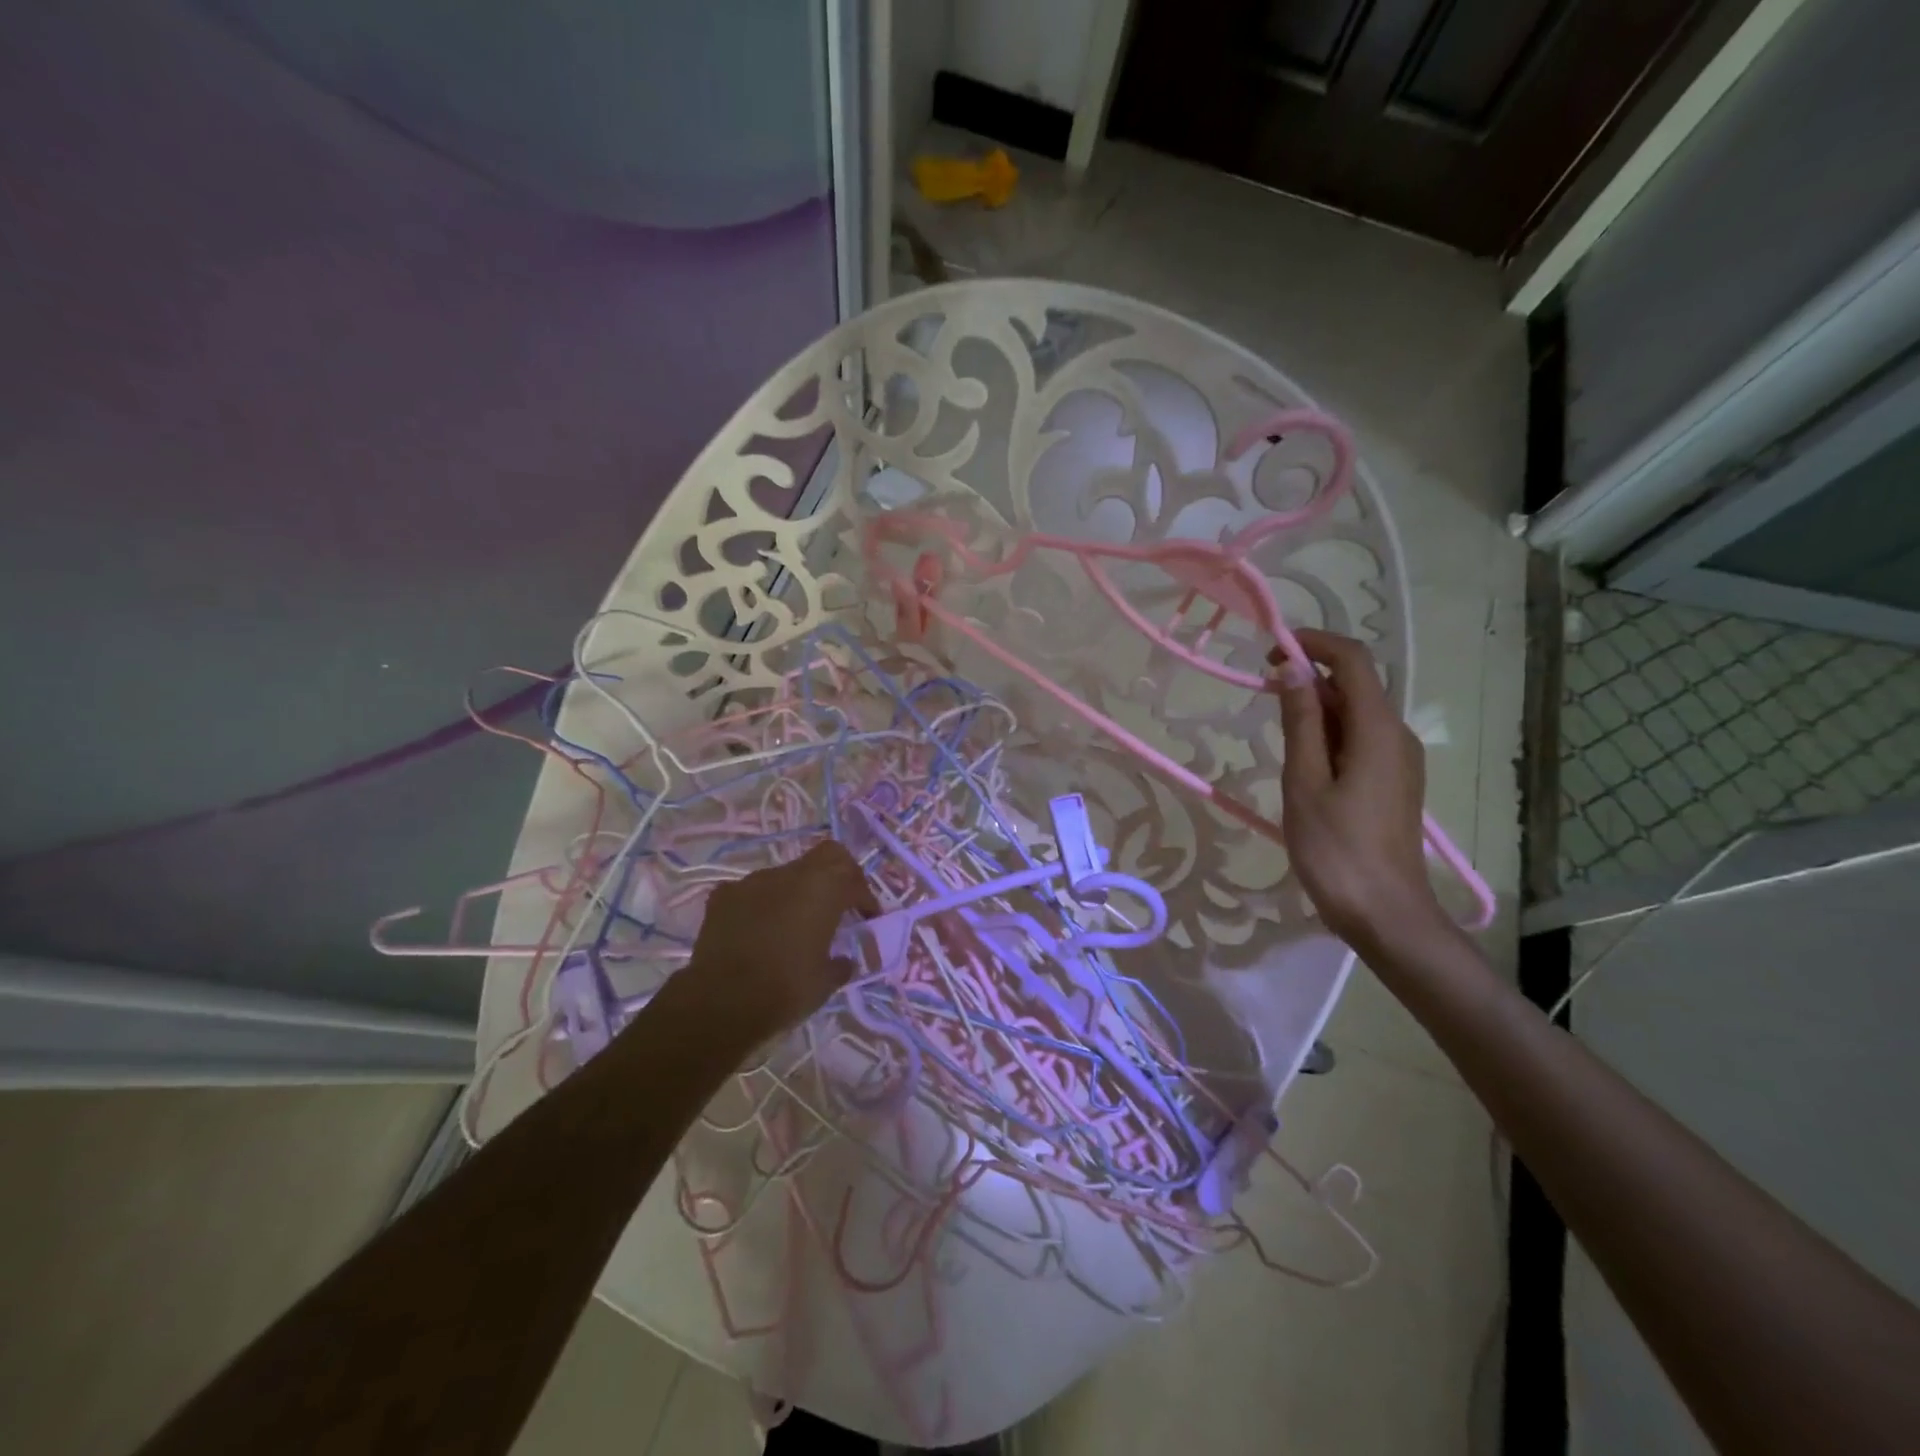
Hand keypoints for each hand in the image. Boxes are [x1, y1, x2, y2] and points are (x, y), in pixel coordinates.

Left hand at [679, 841, 879, 1043]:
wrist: (720, 1002)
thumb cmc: (785, 989)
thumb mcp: (825, 983)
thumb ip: (840, 964)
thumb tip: (845, 961)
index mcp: (824, 888)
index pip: (854, 877)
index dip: (865, 896)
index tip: (868, 917)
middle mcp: (790, 874)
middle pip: (825, 856)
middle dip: (836, 877)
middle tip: (838, 904)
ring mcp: (753, 881)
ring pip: (786, 875)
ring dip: (796, 892)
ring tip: (793, 924)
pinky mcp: (723, 896)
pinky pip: (752, 892)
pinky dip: (762, 905)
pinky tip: (758, 931)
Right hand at [1270, 629, 1447, 955]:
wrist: (1384, 913)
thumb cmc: (1335, 849)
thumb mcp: (1304, 782)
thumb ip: (1300, 723)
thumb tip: (1292, 670)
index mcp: (1377, 730)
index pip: (1353, 661)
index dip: (1313, 644)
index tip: (1270, 653)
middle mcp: (1397, 735)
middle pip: (1356, 685)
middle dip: (1310, 678)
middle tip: (1263, 695)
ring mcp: (1400, 760)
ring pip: (1357, 714)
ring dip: (1318, 708)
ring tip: (1279, 734)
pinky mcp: (1395, 782)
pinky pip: (1361, 740)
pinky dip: (1330, 734)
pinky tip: (1304, 762)